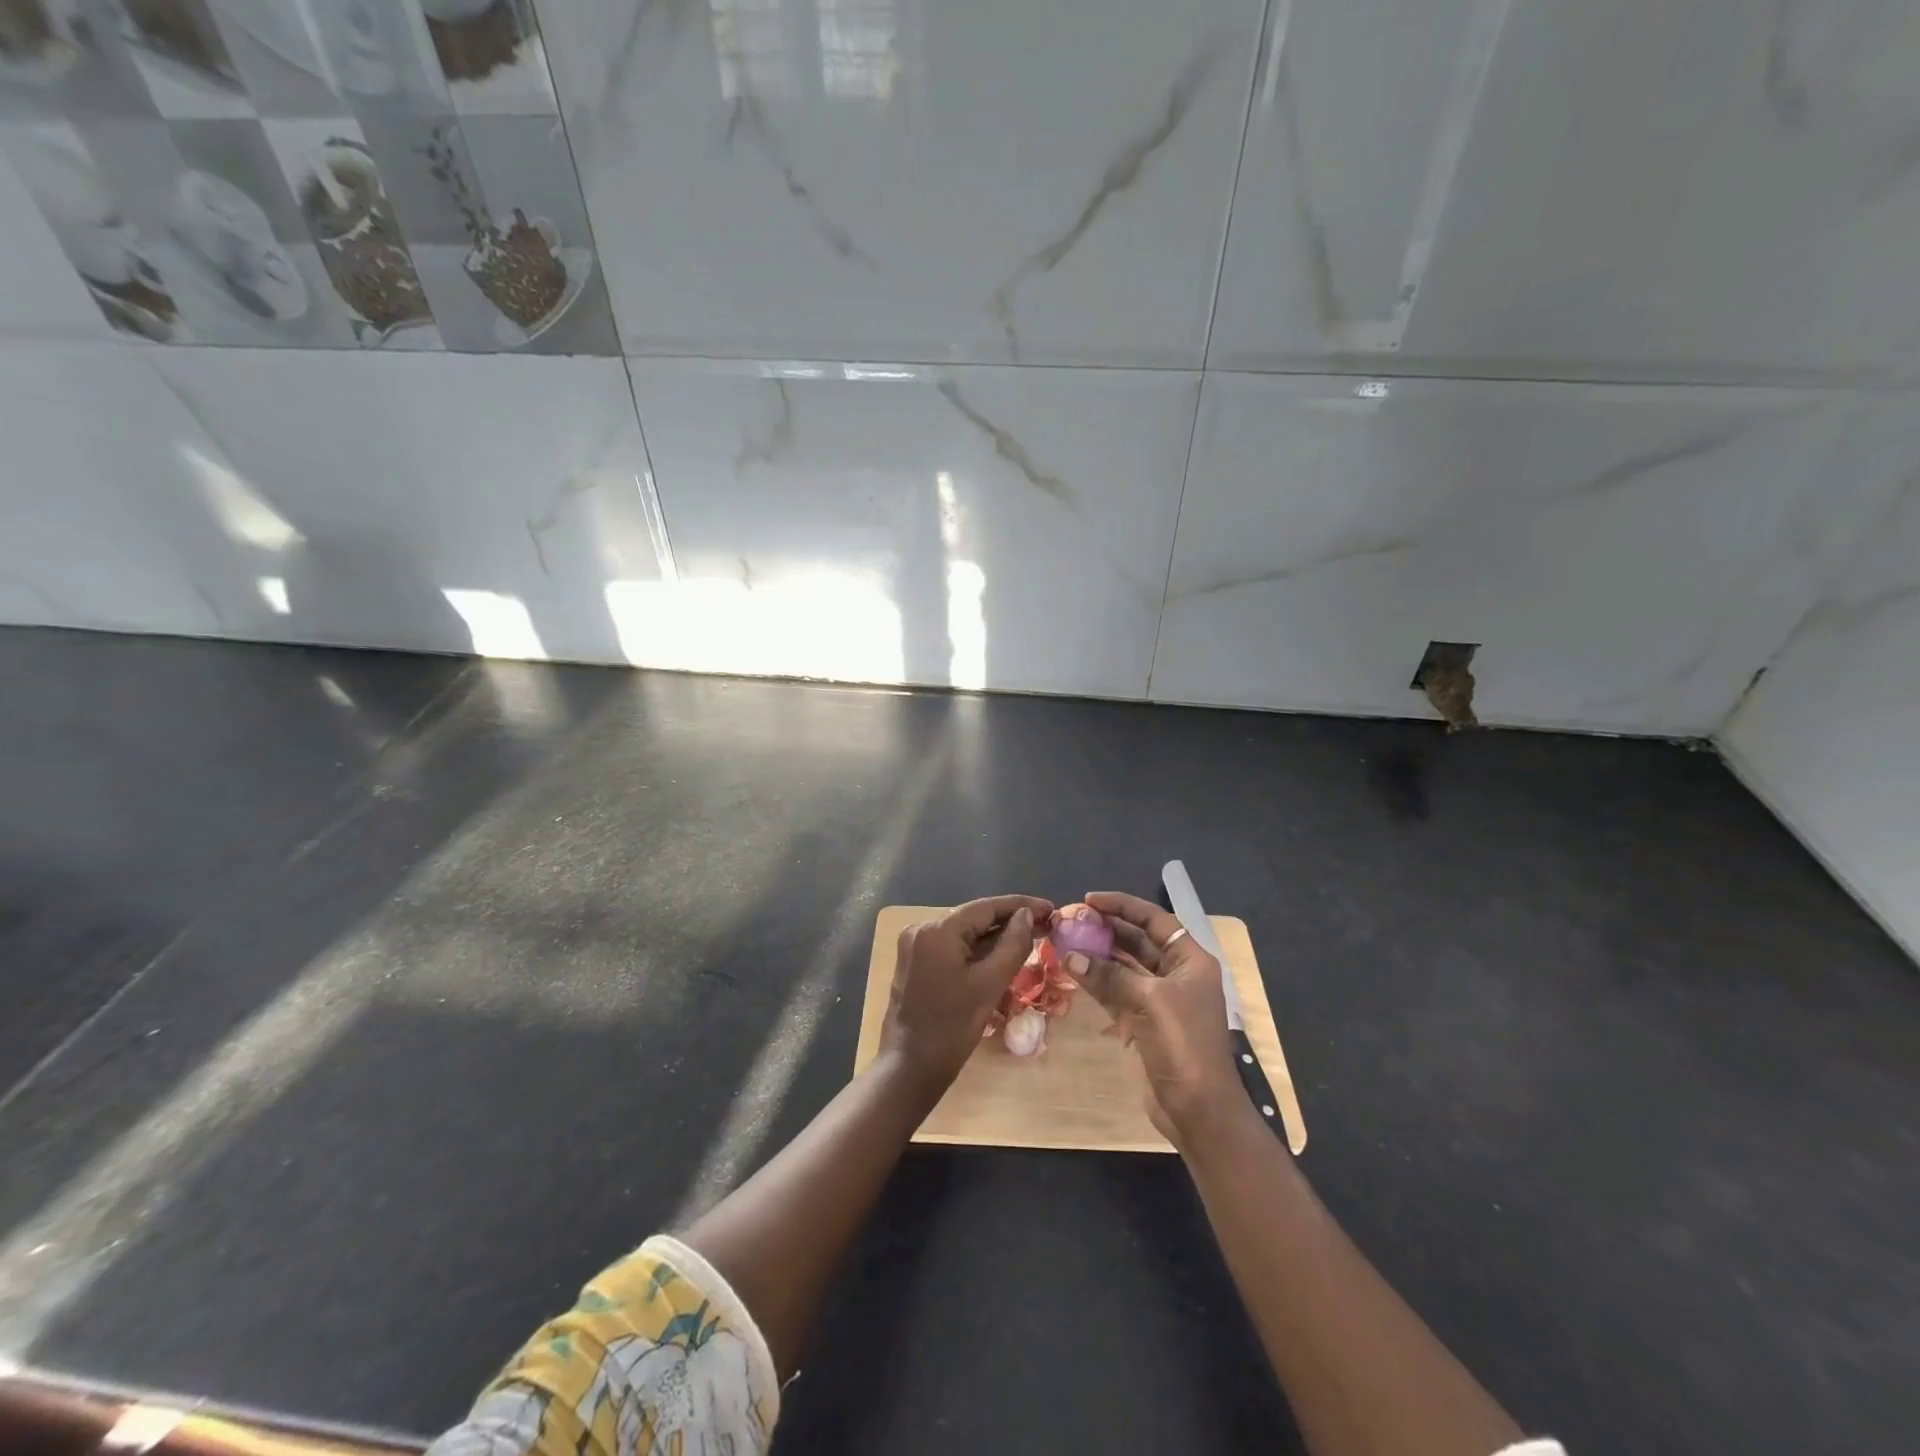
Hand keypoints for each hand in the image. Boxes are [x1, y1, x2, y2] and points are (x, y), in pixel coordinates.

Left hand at [880, 894, 1053, 1098]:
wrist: (910, 1068)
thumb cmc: (952, 1028)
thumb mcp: (989, 984)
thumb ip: (1012, 945)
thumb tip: (1027, 915)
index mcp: (936, 930)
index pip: (985, 908)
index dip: (1020, 905)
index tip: (1050, 908)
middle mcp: (921, 929)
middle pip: (974, 918)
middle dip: (1010, 921)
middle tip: (1046, 925)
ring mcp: (916, 946)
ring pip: (964, 933)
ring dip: (995, 936)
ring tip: (1031, 937)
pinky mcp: (916, 963)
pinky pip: (953, 947)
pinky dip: (978, 950)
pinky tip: (1002, 953)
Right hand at [1062, 890, 1251, 1146]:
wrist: (1199, 1111)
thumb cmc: (1184, 1046)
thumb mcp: (1148, 1001)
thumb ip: (1109, 975)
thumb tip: (1070, 955)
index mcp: (1191, 961)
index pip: (1154, 919)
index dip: (1123, 905)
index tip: (1089, 900)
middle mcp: (1178, 974)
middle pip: (1139, 941)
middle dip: (1107, 929)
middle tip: (1072, 921)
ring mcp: (1163, 1000)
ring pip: (1126, 967)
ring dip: (1099, 955)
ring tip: (1067, 942)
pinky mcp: (1148, 1023)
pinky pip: (1120, 992)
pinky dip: (1099, 983)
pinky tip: (1075, 973)